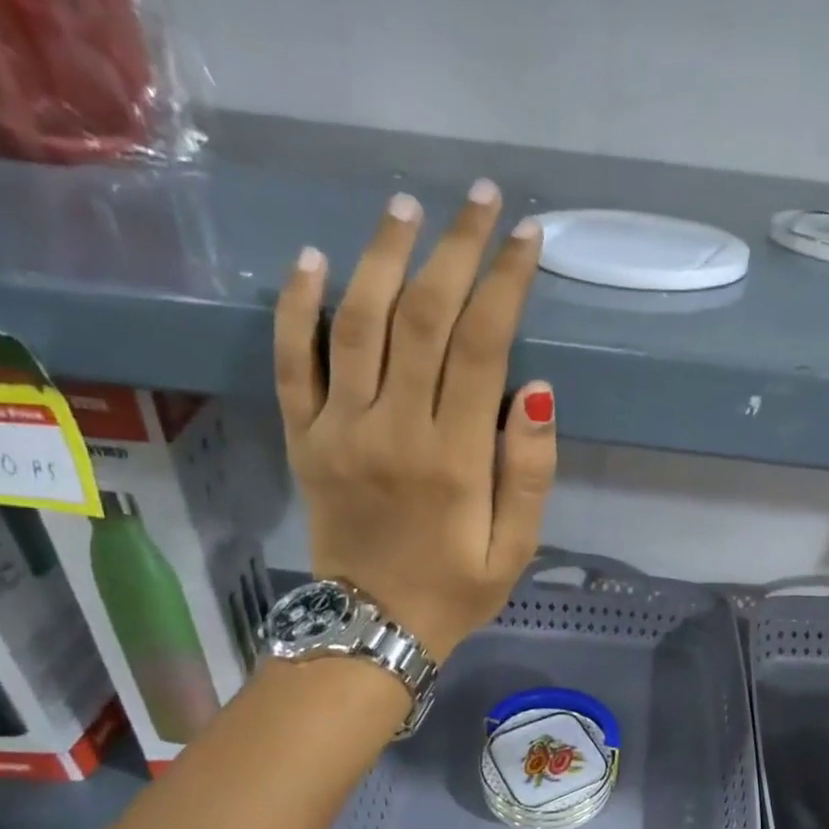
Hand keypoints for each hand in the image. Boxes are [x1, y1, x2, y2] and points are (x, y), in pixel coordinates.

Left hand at [272, 180, 555, 661]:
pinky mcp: (302, 438)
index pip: (483, 346)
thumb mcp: (517, 548)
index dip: (506, 283)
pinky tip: (311, 259)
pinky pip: (291, 362)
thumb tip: (536, 389)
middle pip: (423, 316)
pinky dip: (296, 307)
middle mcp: (393, 428)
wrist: (370, 628)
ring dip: (383, 256)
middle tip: (480, 200)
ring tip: (407, 208)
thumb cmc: (456, 590)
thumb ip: (530, 471)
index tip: (528, 238)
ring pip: (357, 322)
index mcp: (454, 458)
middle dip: (456, 249)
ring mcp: (339, 429)